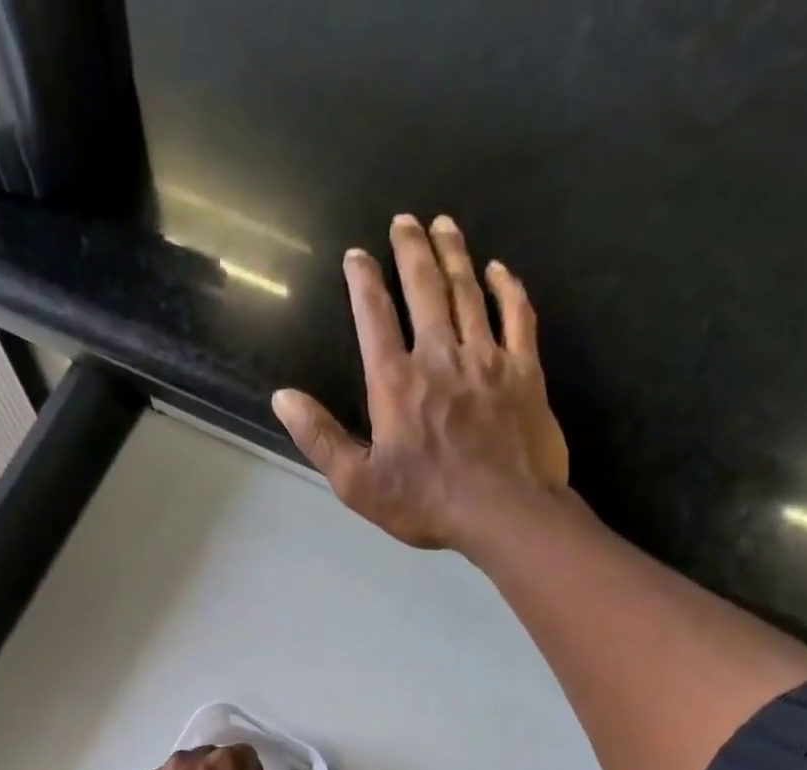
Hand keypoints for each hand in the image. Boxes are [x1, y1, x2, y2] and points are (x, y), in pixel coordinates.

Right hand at [272, 214, 574, 555]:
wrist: (504, 512)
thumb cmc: (426, 502)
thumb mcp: (358, 483)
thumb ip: (320, 438)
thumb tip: (282, 398)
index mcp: (395, 383)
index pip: (374, 318)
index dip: (363, 282)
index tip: (356, 255)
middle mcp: (440, 357)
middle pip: (424, 290)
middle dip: (411, 250)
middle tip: (404, 219)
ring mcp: (486, 359)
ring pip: (468, 293)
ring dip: (454, 255)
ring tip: (444, 224)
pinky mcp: (524, 371)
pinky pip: (517, 316)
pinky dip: (507, 289)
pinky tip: (498, 269)